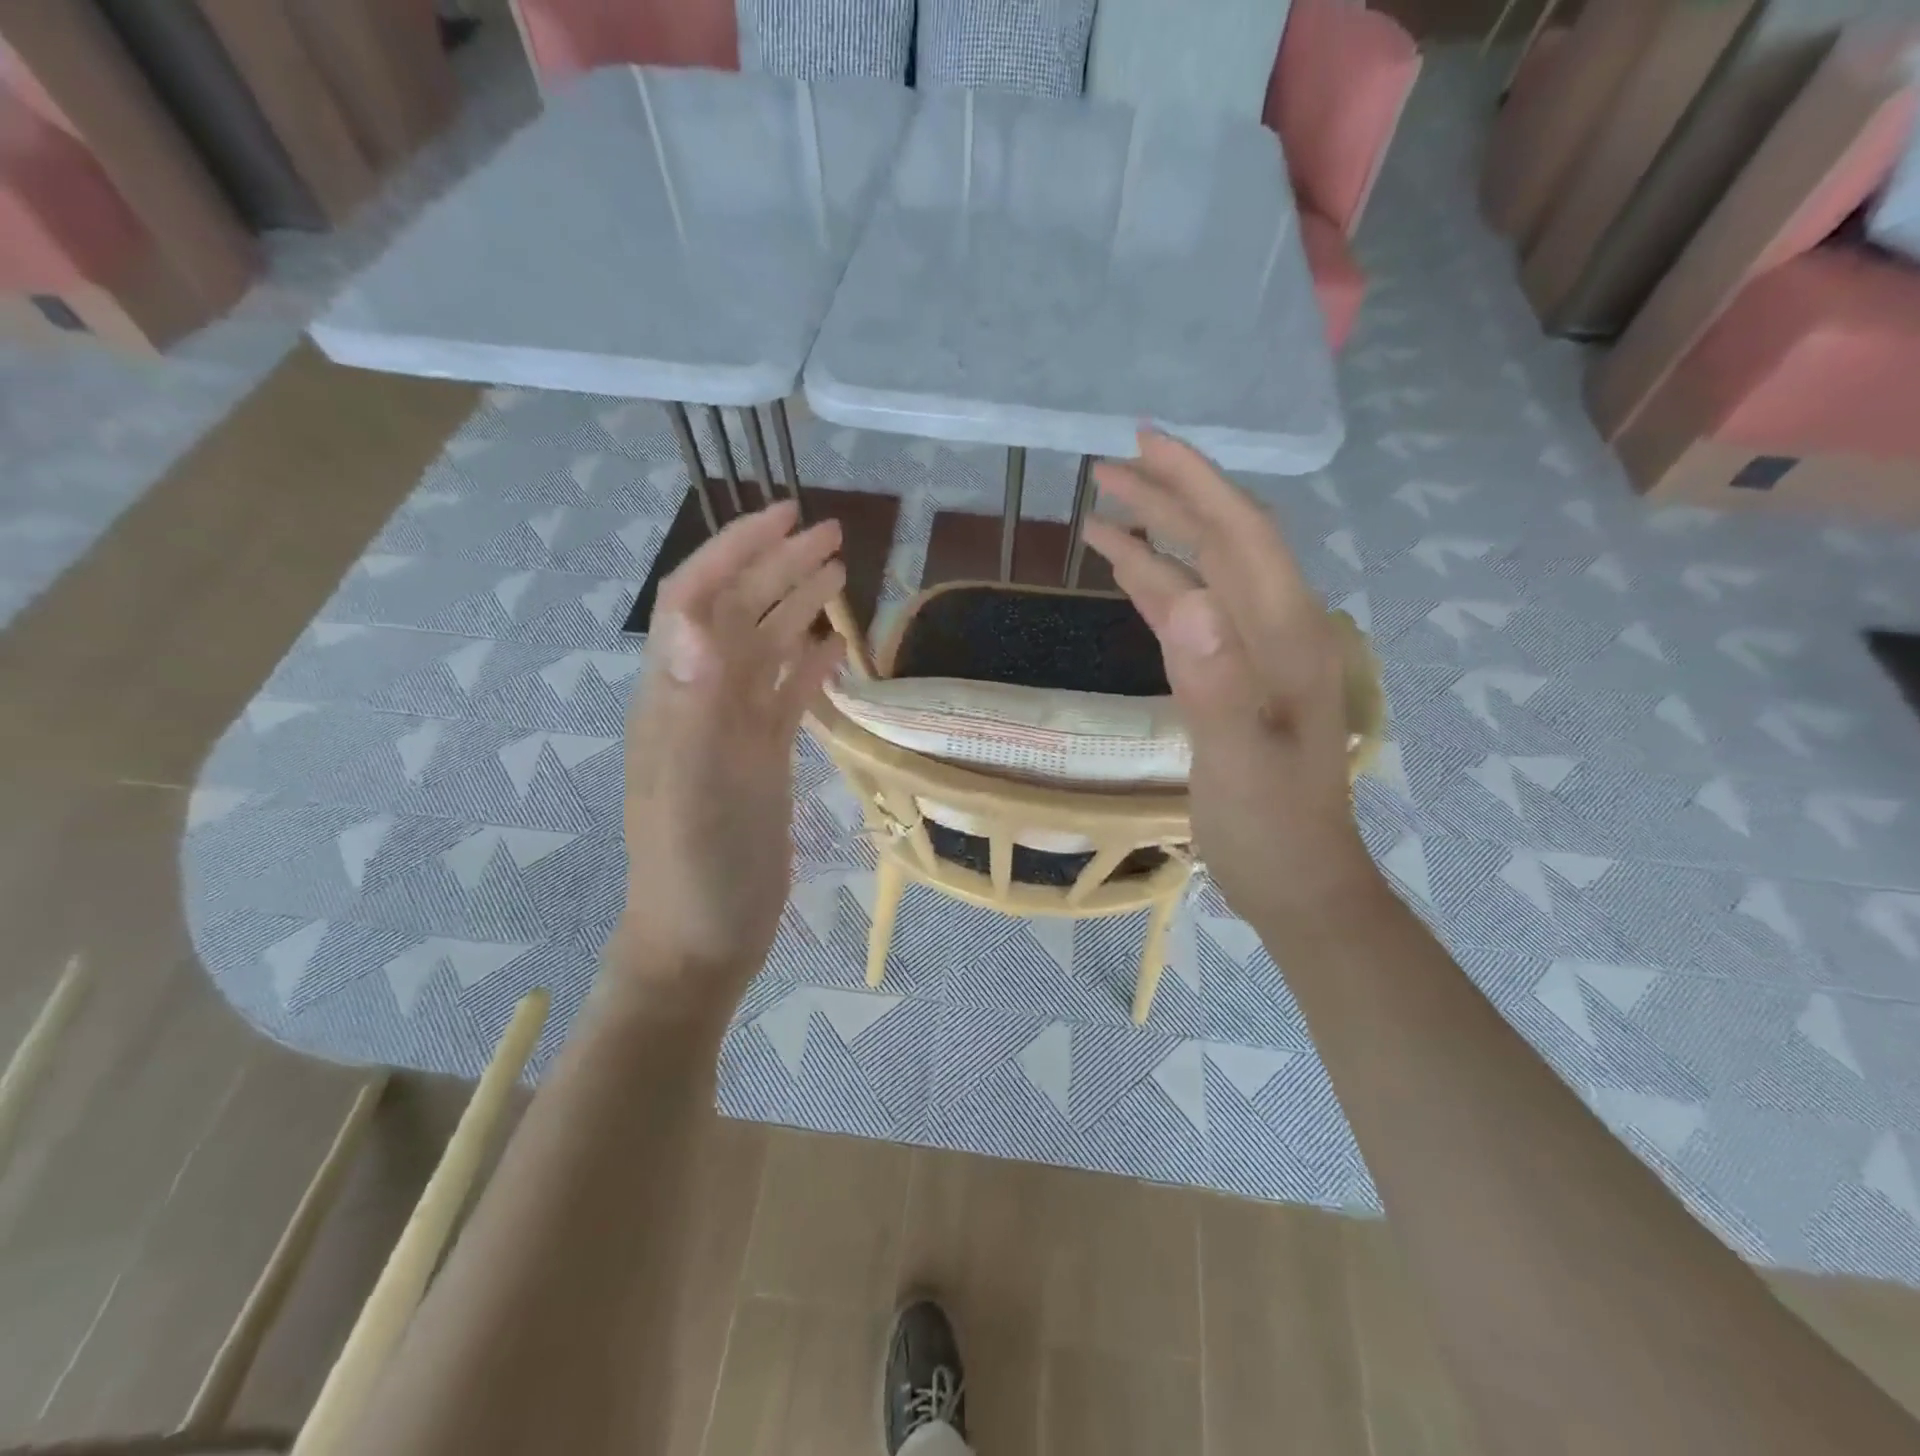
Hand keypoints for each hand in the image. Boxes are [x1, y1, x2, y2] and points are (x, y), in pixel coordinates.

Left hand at [620, 500, 845, 1003]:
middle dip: (778, 566)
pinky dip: (808, 664)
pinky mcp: (757, 757)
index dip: (737, 550)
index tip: (788, 517)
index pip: (698, 598)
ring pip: (764, 648)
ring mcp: (730, 728)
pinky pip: (784, 695)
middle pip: (737, 614)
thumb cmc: (699, 870)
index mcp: (677, 695)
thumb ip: (695, 704)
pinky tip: (837, 649)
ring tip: (841, 575)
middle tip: (835, 537)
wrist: (703, 939)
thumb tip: (696, 618)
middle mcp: (700, 699)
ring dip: (796, 606)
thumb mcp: (695, 789)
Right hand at [1083, 432, 1377, 920]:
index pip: (1242, 535)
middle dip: (1168, 497)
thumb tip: (1185, 602)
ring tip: (1102, 509)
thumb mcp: (1241, 763)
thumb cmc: (1271, 828)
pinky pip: (1190, 614)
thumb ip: (1216, 684)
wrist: (1296, 881)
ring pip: (1204, 574)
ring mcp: (1253, 654)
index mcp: (1287, 637)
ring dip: (1157, 537)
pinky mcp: (1229, 677)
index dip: (1196, 483)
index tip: (1144, 444)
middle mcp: (1276, 630)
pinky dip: (1157, 584)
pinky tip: (1128, 571)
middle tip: (1105, 467)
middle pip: (1222, 542)